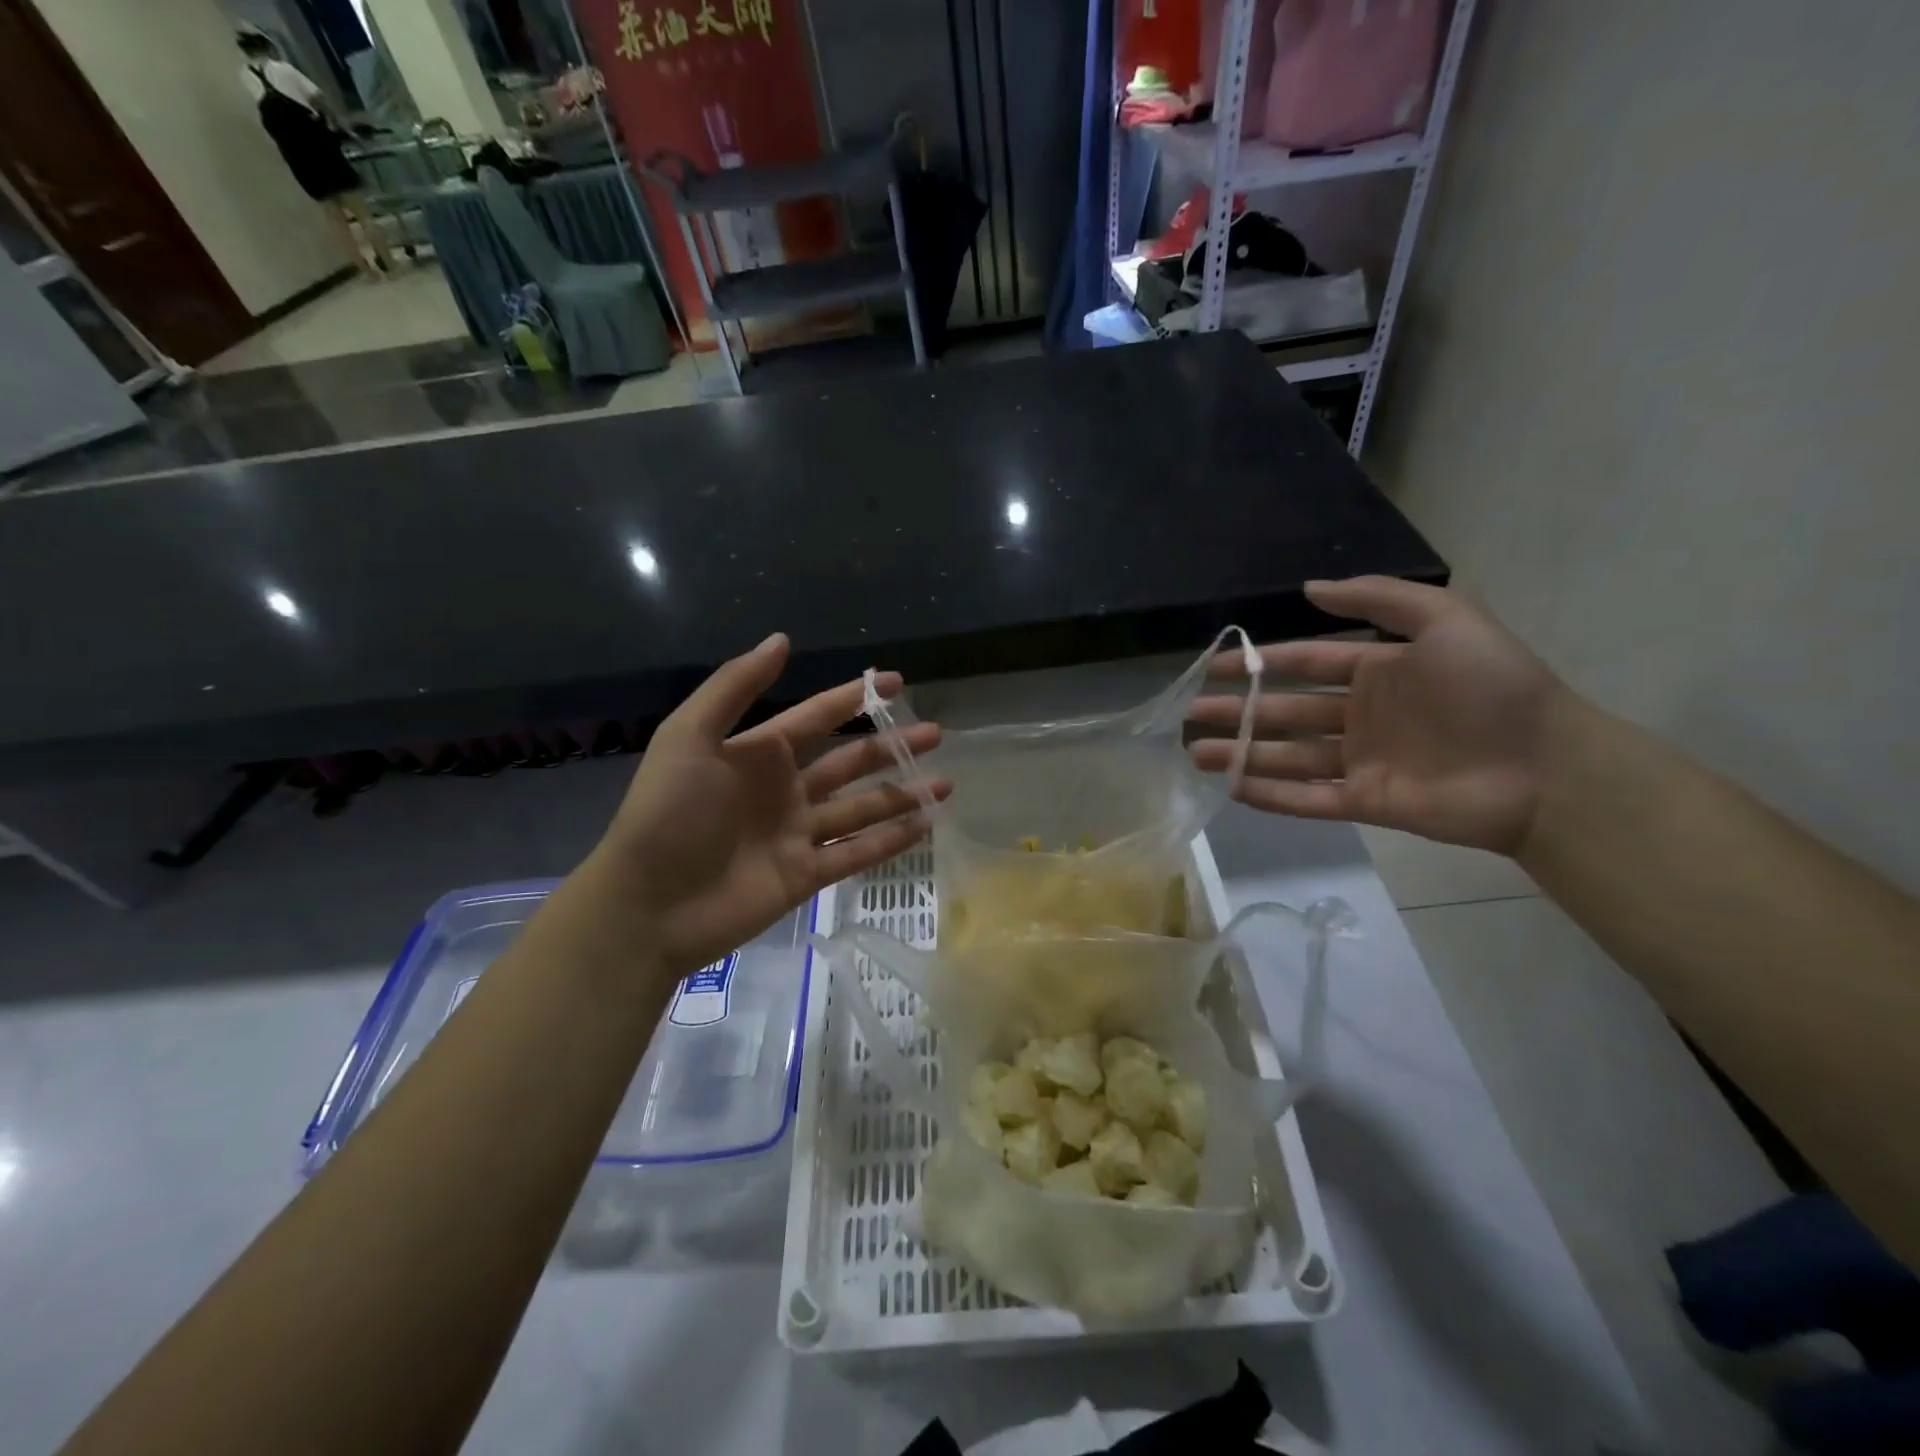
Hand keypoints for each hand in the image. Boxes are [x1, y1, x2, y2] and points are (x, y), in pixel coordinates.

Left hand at [584, 633, 948, 974]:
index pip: (816, 717)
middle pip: (849, 762)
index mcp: (758, 754)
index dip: (855, 697)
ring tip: (945, 783)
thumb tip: (782, 639)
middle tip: (934, 732)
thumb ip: (736, 687)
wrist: (647, 905)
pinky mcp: (805, 877)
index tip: (895, 681)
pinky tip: (925, 826)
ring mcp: (797, 835)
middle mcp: (784, 790)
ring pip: (861, 809)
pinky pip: (856, 854)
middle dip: (891, 746)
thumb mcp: (690, 736)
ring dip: (902, 795)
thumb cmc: (668, 813)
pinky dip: (890, 841)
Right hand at [1190, 577, 1571, 853]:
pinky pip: (1309, 798)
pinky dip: (1272, 795)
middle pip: (1285, 712)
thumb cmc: (1494, 687)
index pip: (1304, 663)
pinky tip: (1234, 789)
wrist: (1546, 767)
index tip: (1213, 667)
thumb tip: (1308, 589)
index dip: (1259, 664)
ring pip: (1288, 756)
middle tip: (1191, 715)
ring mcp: (1361, 761)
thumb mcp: (1447, 620)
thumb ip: (1379, 598)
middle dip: (1238, 712)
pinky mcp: (1366, 802)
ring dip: (1242, 754)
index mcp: (1377, 672)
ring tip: (1197, 754)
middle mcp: (1361, 716)